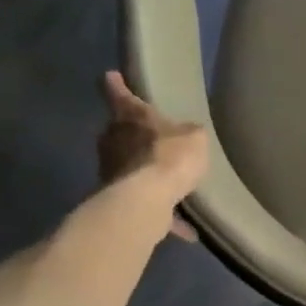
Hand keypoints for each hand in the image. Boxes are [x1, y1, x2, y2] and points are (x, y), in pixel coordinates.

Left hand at [96, 71, 208, 239]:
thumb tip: (188, 135)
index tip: (110, 76)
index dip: (117, 85)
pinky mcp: (118, 200)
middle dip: (134, 136)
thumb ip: (191, 134)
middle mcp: (114, 141)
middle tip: (153, 138)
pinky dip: (164, 214)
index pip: (120, 94)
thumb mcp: (195, 138)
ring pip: (130, 168)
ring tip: (171, 184)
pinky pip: (146, 203)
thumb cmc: (169, 157)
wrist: (147, 201)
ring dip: (147, 174)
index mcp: (131, 117)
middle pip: (121, 133)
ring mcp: (112, 172)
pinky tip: (186, 229)